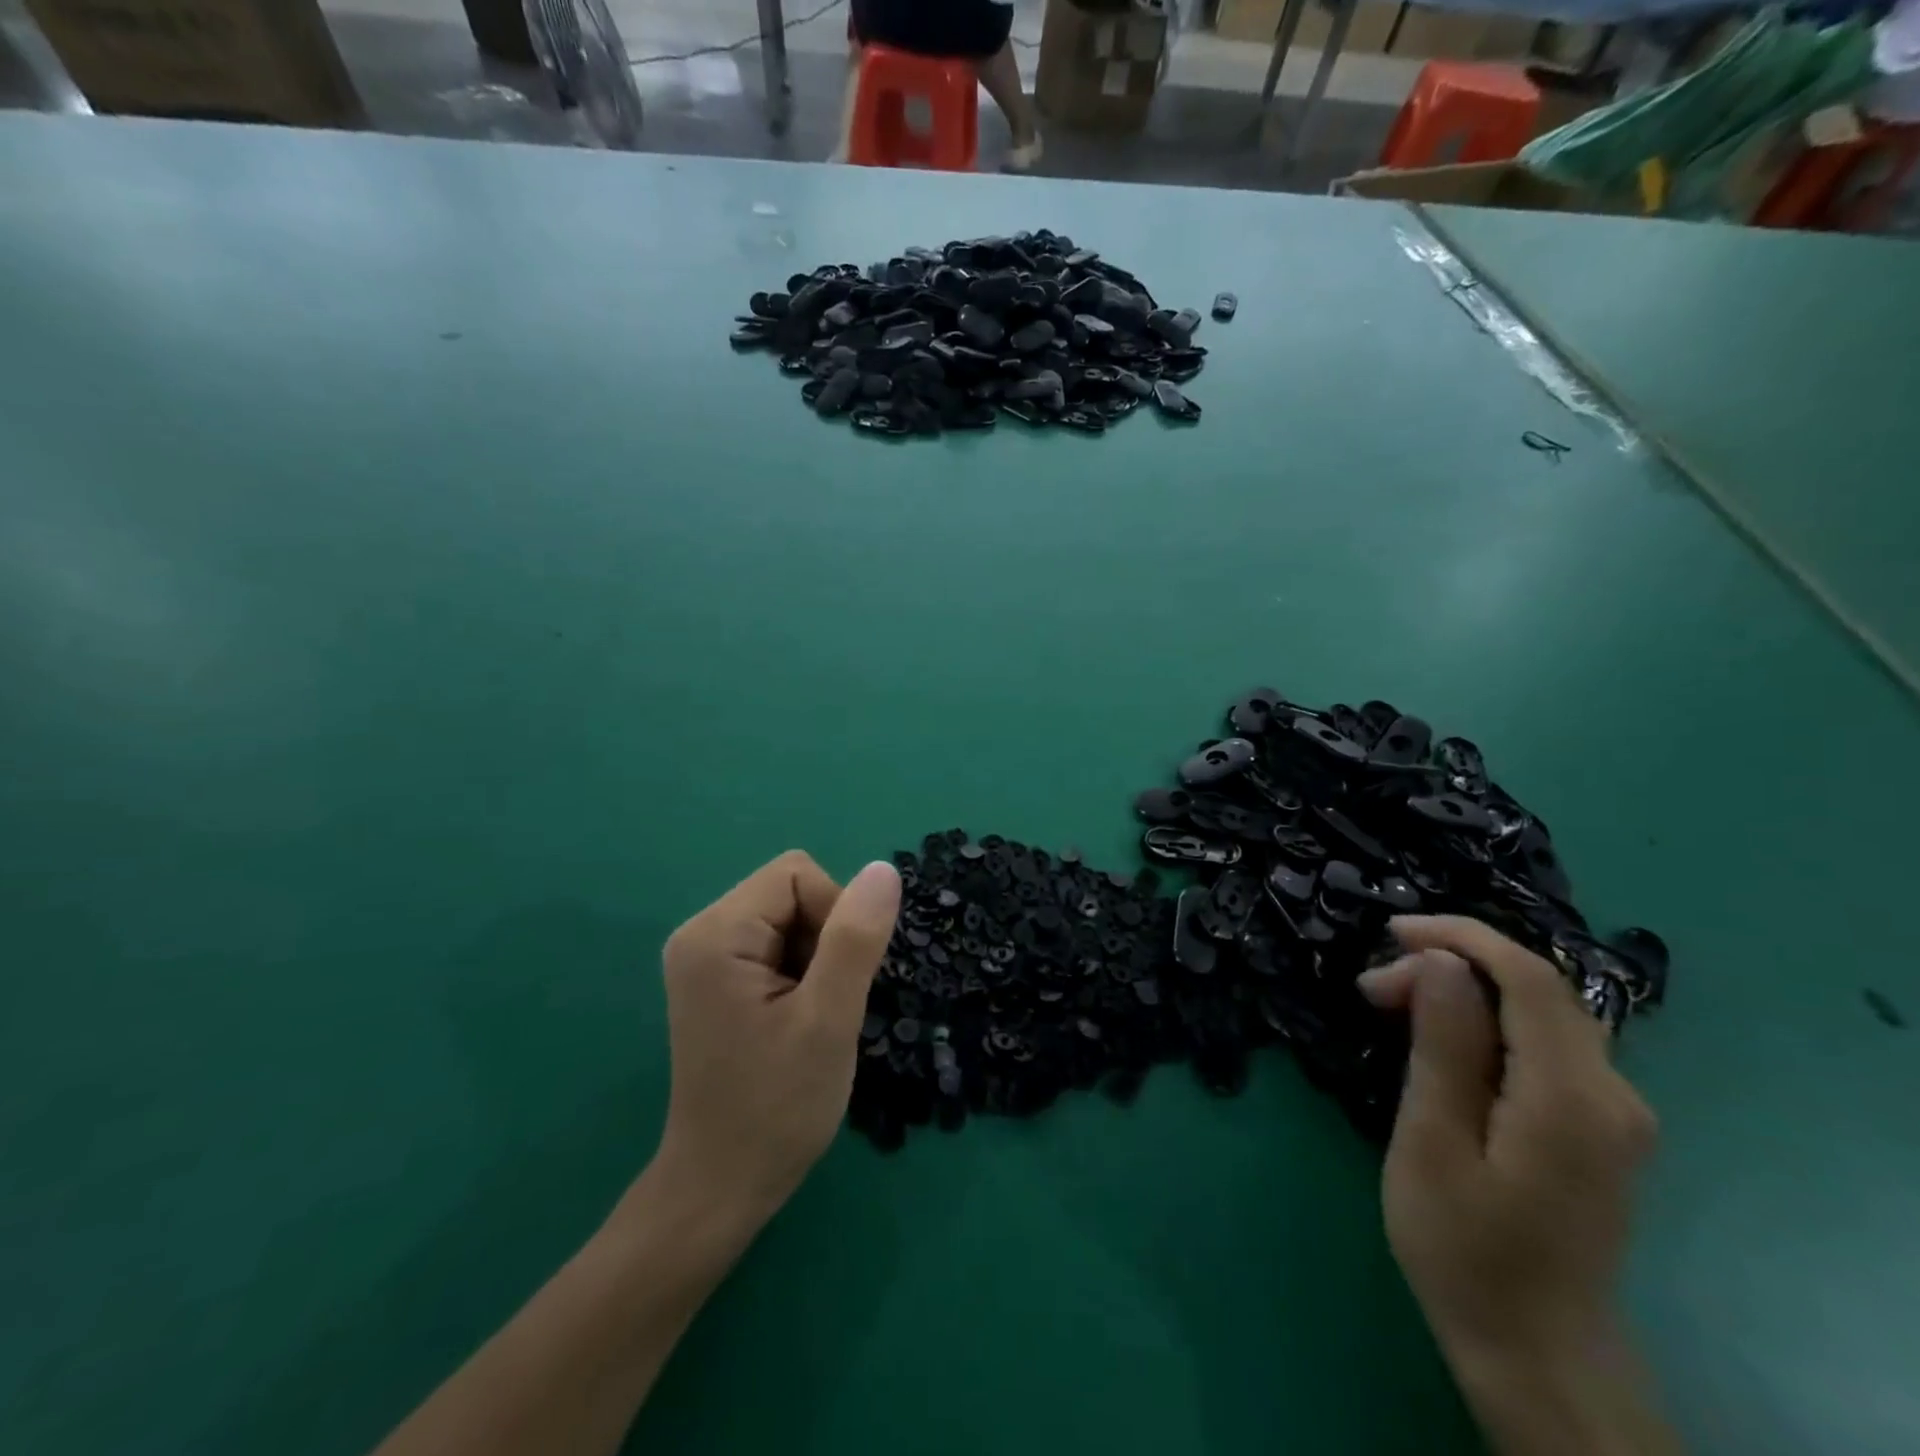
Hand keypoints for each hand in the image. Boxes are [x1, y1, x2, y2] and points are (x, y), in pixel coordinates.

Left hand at [648, 851, 901, 1234]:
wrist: (722, 1186)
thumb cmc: (777, 1107)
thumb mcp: (828, 1020)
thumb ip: (855, 939)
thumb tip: (883, 870)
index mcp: (716, 933)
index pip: (798, 875)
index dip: (836, 915)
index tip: (836, 981)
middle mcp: (701, 932)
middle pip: (792, 892)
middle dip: (826, 939)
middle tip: (823, 1005)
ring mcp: (706, 957)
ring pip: (790, 918)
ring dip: (817, 959)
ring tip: (809, 1017)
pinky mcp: (717, 979)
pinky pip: (777, 944)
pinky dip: (802, 972)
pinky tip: (796, 1020)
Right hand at [1358, 916, 1656, 1376]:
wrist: (1536, 1348)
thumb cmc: (1464, 1248)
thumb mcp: (1432, 1141)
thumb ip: (1444, 1046)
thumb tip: (1440, 961)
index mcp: (1571, 1098)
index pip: (1529, 977)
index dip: (1460, 936)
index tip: (1390, 932)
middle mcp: (1614, 1094)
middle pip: (1537, 988)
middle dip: (1452, 963)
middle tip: (1373, 988)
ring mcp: (1616, 1112)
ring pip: (1541, 1011)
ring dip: (1466, 989)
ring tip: (1394, 1004)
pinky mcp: (1601, 1125)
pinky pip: (1545, 1042)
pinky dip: (1488, 1018)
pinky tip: (1440, 1035)